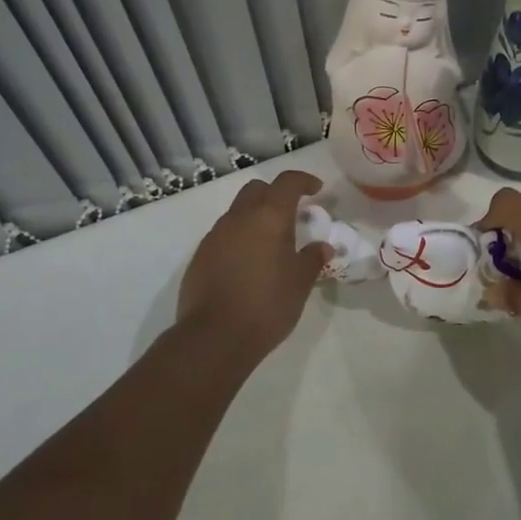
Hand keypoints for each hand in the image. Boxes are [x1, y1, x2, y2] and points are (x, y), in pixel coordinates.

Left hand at [177, 170, 328, 361]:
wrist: (214, 338)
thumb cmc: (267, 305)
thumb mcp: (300, 283)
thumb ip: (312, 259)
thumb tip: (321, 247)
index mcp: (269, 217)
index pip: (287, 182)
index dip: (304, 181)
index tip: (316, 190)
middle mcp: (239, 218)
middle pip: (257, 189)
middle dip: (275, 194)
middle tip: (292, 214)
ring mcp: (214, 236)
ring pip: (237, 212)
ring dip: (255, 218)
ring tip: (270, 244)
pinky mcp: (199, 257)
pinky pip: (223, 236)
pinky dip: (238, 239)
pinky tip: (247, 265)